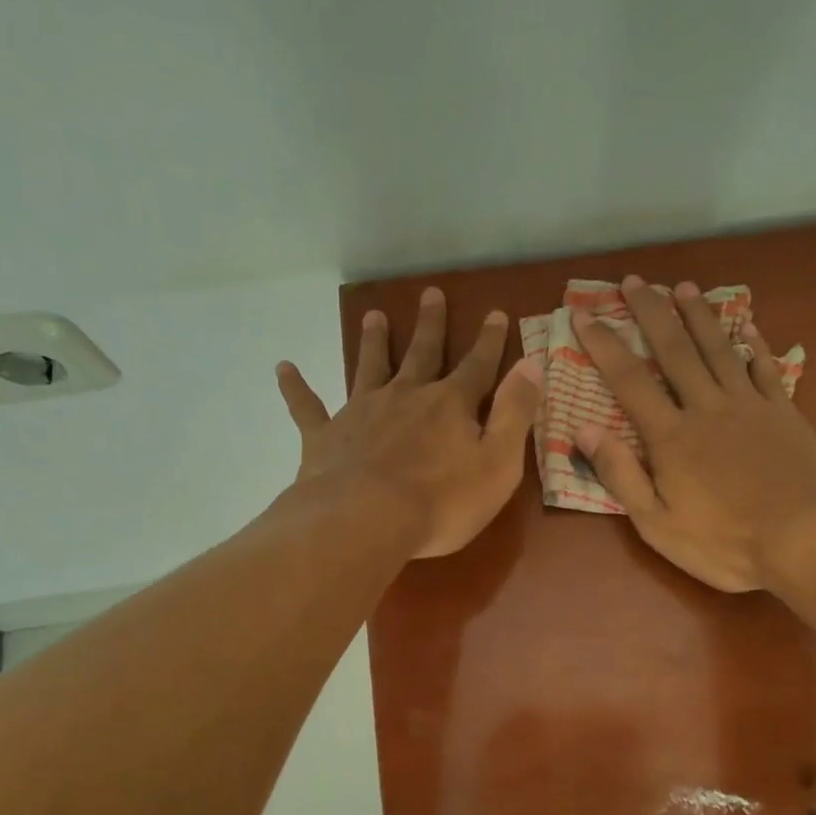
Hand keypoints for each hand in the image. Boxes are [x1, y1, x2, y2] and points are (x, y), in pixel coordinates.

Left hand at [276, 287, 542, 558]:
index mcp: (450, 405)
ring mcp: (362, 412)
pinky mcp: (326, 436)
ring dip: (373, 341)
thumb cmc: (441, 502)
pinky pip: (308, 407)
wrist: (365, 521)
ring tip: (373, 315)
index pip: (477, 366)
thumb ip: (516, 413)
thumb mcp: (498, 463)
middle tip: (430, 293)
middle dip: (430, 325)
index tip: (494, 313)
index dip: (489, 341)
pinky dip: (295, 387)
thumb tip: (532, 364)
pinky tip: (283, 368)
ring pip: (369, 367)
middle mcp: (406, 397)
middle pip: (421, 354)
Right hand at [572, 275, 815, 593]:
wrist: (808, 540)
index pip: (629, 381)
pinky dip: (753, 344)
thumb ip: (620, 475)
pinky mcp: (784, 413)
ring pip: (718, 349)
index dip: (604, 345)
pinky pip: (765, 368)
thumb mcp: (658, 524)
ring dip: (699, 316)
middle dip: (651, 313)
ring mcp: (750, 406)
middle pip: (674, 350)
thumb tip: (583, 430)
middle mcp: (707, 408)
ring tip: (683, 287)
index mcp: (671, 437)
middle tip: (634, 281)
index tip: (584, 315)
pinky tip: (746, 326)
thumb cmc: (726, 543)